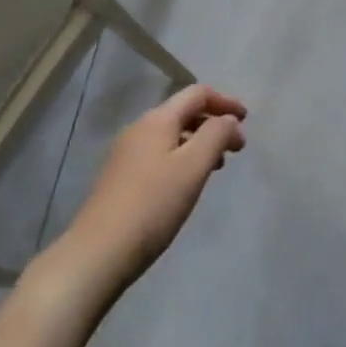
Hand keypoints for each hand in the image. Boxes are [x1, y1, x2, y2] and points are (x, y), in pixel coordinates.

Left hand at [60, 85, 247, 297]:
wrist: (98, 252)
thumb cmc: (153, 205)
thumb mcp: (193, 167)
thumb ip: (216, 136)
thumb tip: (229, 120)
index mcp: (157, 120)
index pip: (196, 94)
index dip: (225, 102)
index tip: (247, 121)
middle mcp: (139, 129)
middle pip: (183, 112)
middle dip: (213, 123)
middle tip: (236, 148)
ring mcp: (126, 154)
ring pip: (171, 135)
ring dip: (198, 142)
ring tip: (217, 166)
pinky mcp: (120, 178)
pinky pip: (159, 154)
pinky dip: (182, 158)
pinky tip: (187, 183)